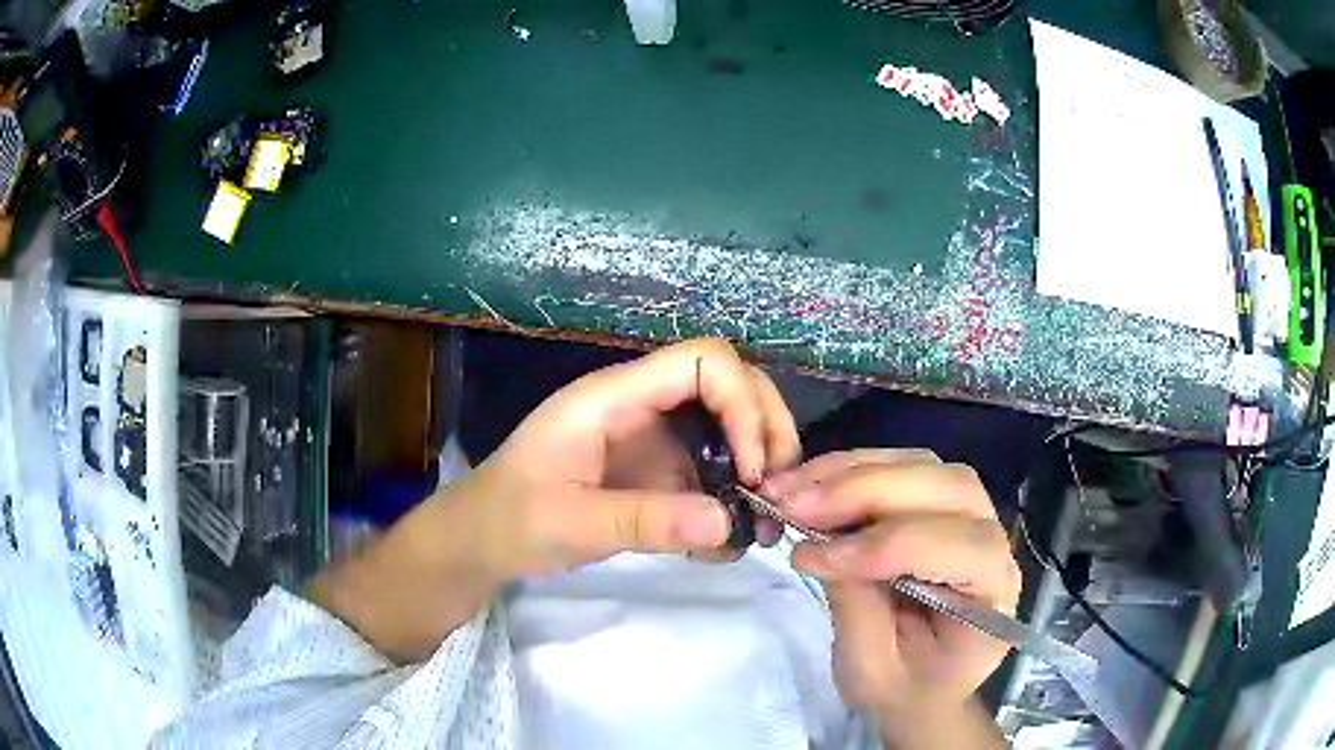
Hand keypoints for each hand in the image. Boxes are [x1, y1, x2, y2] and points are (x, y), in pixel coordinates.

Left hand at [463, 337, 798, 579]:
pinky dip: (730, 503)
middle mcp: (641, 407)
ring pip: (729, 430)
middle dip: (766, 431)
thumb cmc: (510, 520)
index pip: (703, 362)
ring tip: (764, 527)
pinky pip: (709, 474)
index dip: (742, 405)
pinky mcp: (655, 473)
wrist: (480, 542)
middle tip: (778, 493)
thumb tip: (730, 522)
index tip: (752, 470)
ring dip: (757, 471)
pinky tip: (725, 544)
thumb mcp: (572, 522)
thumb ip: (647, 521)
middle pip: (730, 386)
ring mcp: (651, 440)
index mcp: (614, 397)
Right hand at [763, 450, 1019, 739]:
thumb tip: (815, 546)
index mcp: (993, 596)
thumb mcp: (870, 670)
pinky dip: (853, 469)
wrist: (923, 686)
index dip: (886, 545)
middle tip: (793, 504)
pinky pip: (903, 466)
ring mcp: (972, 515)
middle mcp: (995, 543)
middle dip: (865, 491)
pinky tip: (812, 483)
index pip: (958, 548)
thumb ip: (854, 608)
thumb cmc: (904, 689)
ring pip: (925, 467)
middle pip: (947, 488)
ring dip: (853, 471)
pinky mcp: (941, 504)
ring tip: (791, 490)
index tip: (813, 557)